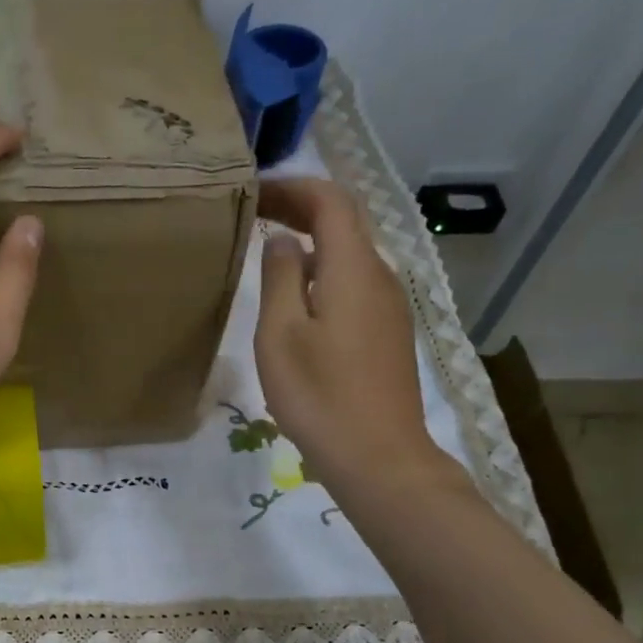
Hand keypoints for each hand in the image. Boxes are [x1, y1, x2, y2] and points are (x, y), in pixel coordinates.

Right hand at [254, 177, 446, 498]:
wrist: (378, 456)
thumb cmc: (319, 395)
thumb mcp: (281, 335)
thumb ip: (279, 278)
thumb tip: (283, 240)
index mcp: (353, 268)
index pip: (330, 201)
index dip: (292, 187)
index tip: (252, 190)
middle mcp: (380, 276)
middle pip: (345, 223)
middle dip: (301, 208)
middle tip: (255, 213)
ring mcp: (389, 306)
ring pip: (350, 255)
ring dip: (312, 241)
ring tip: (268, 251)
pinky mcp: (388, 333)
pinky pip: (355, 284)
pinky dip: (323, 272)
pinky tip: (298, 298)